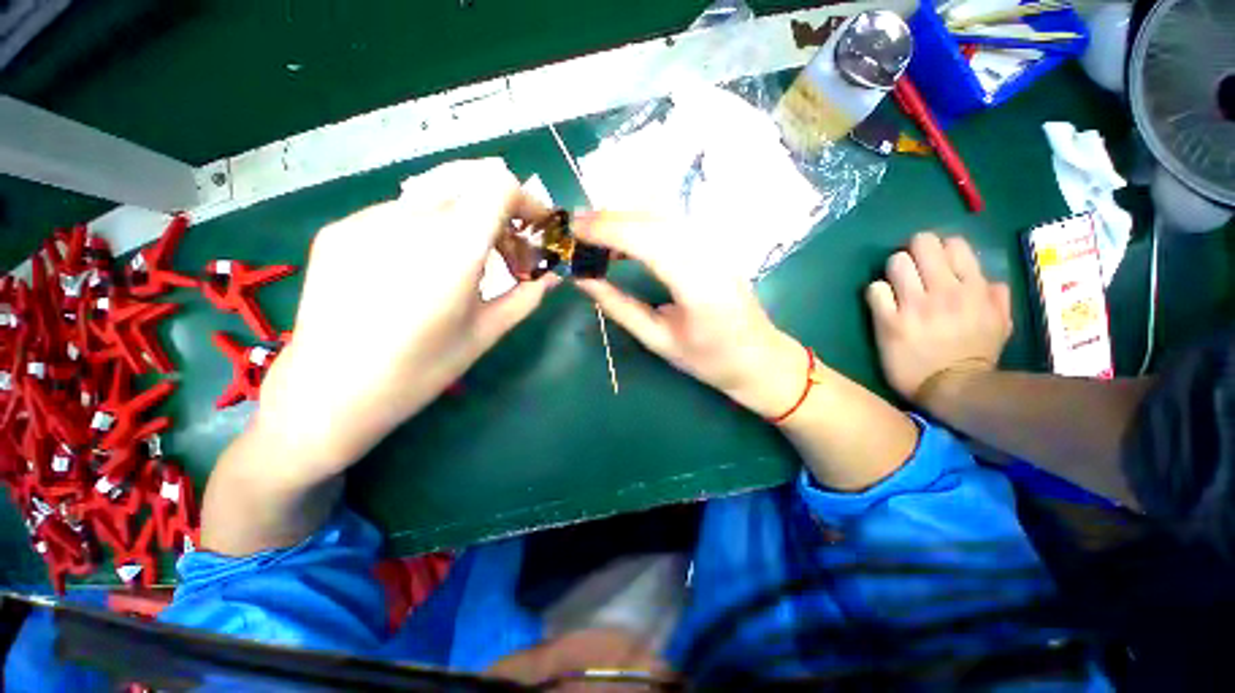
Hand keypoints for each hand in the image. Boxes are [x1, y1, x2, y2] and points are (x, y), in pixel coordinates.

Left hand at [255, 159, 558, 481]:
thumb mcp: (485, 334)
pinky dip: (425, 231)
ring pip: (434, 198)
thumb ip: (526, 296)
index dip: (524, 201)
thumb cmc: (420, 370)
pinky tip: (416, 272)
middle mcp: (408, 219)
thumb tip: (551, 276)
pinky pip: (398, 214)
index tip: (533, 229)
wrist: (328, 395)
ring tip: (461, 265)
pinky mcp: (339, 230)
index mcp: (452, 247)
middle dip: (498, 213)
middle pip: (469, 184)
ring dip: (462, 221)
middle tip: (505, 252)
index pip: (498, 185)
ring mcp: (366, 220)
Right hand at [574, 212, 802, 418]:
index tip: (575, 230)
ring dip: (625, 217)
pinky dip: (642, 224)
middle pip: (655, 220)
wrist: (759, 357)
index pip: (649, 240)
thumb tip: (584, 280)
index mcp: (698, 286)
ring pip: (664, 216)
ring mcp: (716, 246)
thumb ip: (619, 308)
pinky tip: (625, 239)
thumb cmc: (710, 359)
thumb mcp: (659, 341)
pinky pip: (673, 225)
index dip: (608, 230)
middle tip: (576, 226)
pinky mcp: (715, 246)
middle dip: (611, 217)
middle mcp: (710, 256)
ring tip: (594, 231)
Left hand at [866, 232, 1011, 407]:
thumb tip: (990, 280)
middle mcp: (945, 291)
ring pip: (896, 262)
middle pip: (921, 244)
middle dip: (912, 253)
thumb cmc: (975, 357)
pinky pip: (875, 290)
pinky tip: (882, 304)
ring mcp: (915, 305)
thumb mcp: (1001, 325)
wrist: (951, 388)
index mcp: (974, 289)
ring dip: (892, 271)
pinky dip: (876, 293)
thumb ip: (998, 299)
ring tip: (895, 287)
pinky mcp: (889, 321)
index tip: (932, 263)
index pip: (953, 244)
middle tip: (909, 270)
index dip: (938, 249)